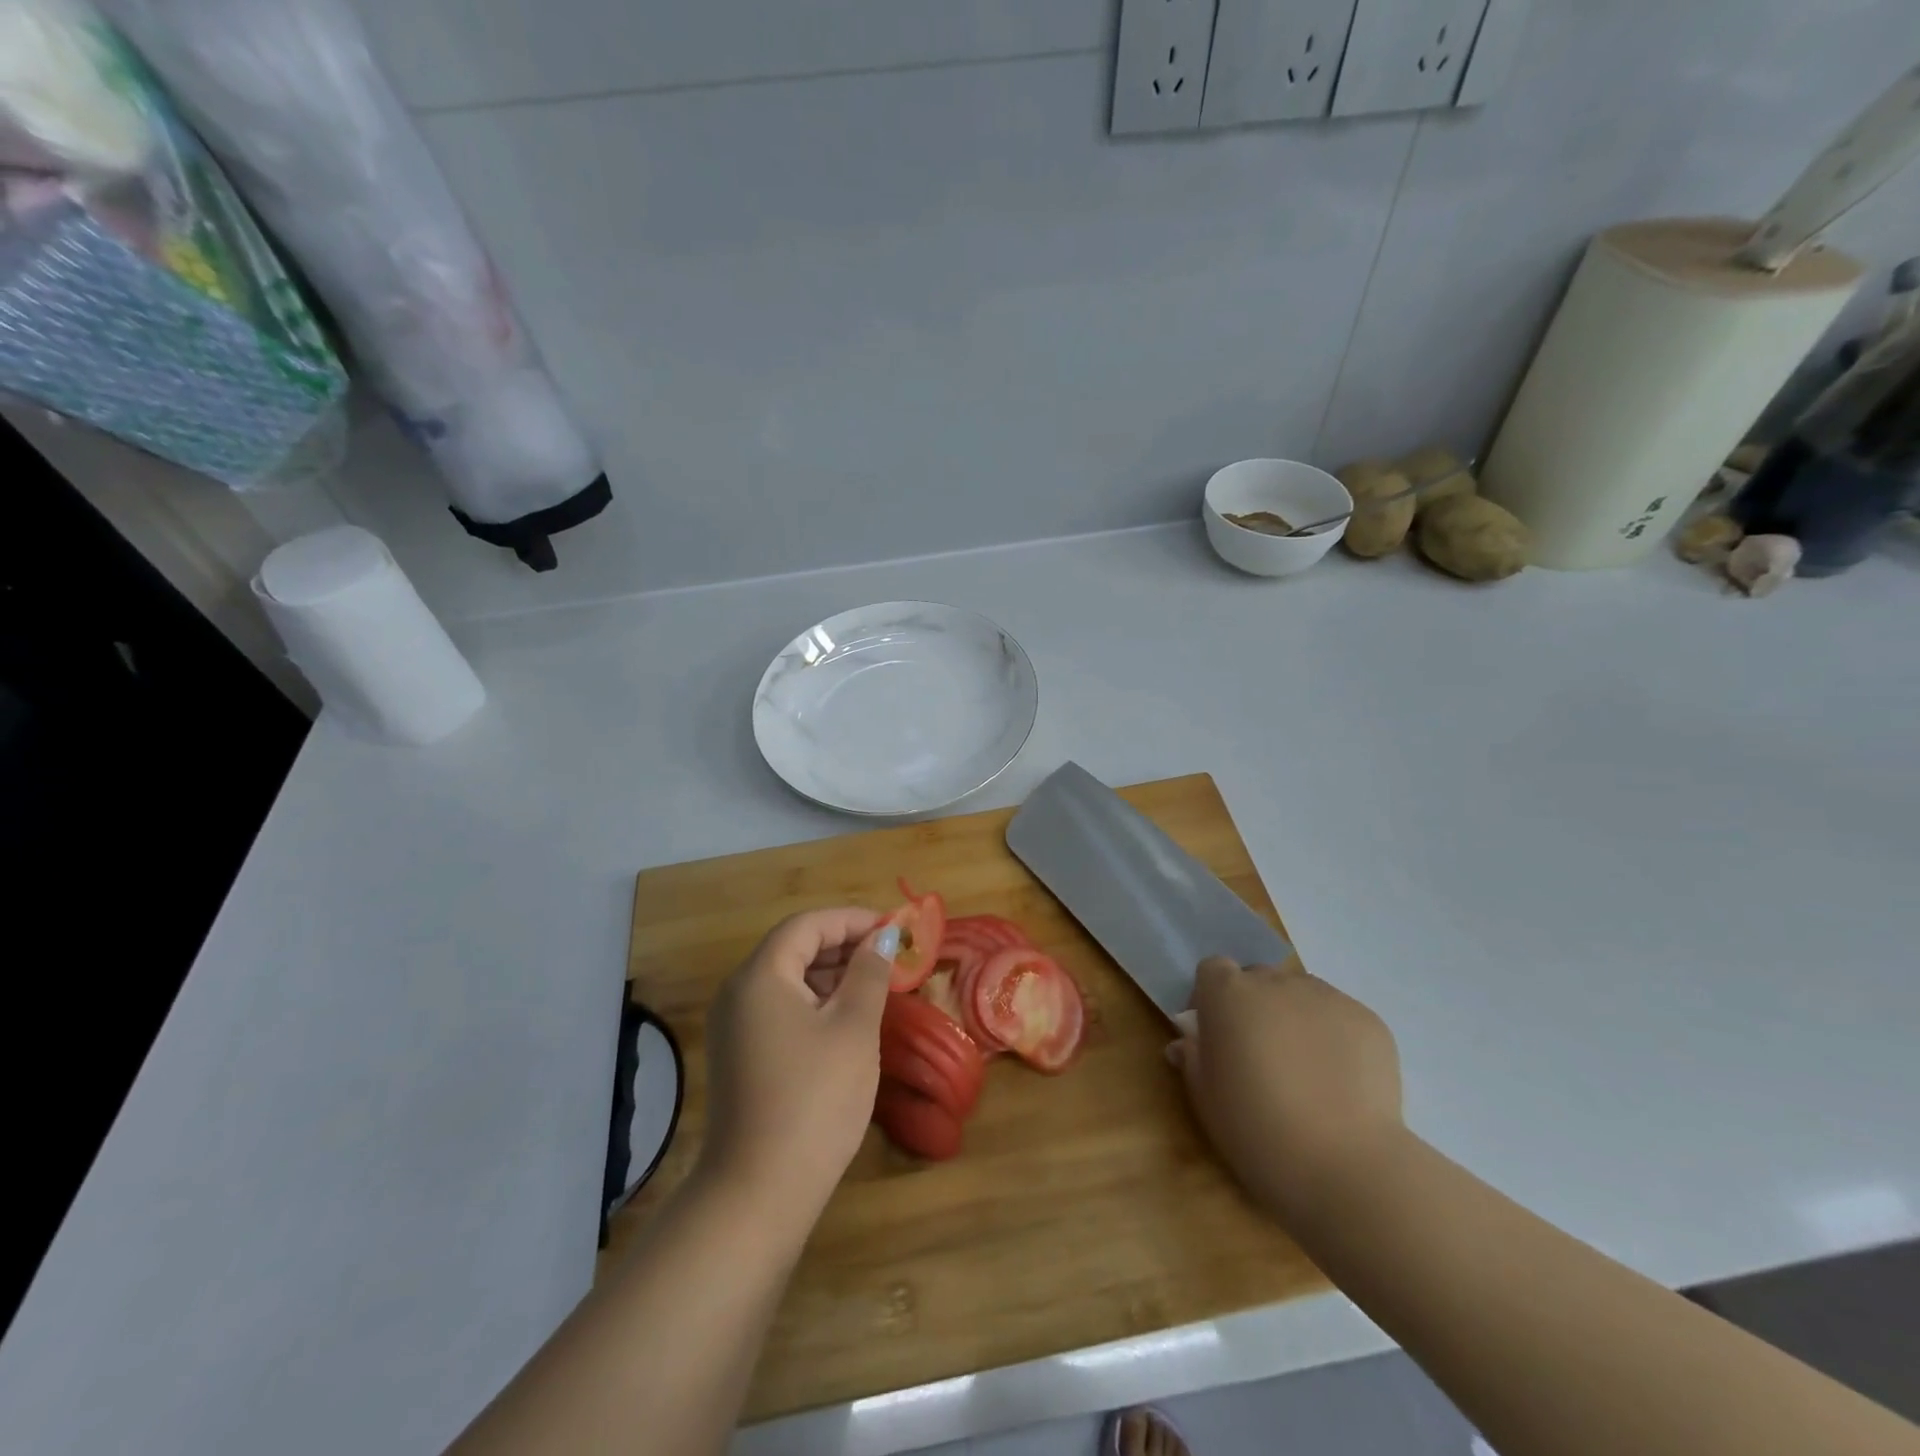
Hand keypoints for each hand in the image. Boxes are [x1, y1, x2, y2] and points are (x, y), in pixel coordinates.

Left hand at [700, 907, 889, 1221]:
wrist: (759, 1192)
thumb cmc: (815, 1099)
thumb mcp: (853, 1028)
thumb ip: (869, 973)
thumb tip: (883, 936)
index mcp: (760, 976)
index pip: (807, 925)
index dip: (851, 920)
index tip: (893, 928)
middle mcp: (738, 993)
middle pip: (793, 948)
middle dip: (843, 945)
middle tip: (890, 956)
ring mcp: (735, 1027)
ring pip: (788, 980)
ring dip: (831, 974)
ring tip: (876, 985)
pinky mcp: (740, 1056)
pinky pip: (780, 1009)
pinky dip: (815, 1002)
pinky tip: (846, 1019)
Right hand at [1168, 957, 1403, 1222]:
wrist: (1344, 1166)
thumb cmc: (1256, 1130)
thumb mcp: (1206, 1098)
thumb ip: (1193, 1058)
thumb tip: (1187, 1043)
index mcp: (1229, 994)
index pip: (1213, 969)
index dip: (1211, 997)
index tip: (1214, 1034)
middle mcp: (1276, 983)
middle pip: (1259, 979)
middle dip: (1255, 1007)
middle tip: (1260, 1055)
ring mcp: (1327, 998)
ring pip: (1301, 996)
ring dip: (1295, 1018)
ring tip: (1306, 1071)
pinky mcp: (1368, 1020)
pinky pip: (1340, 1018)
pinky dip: (1335, 1039)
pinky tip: (1340, 1083)